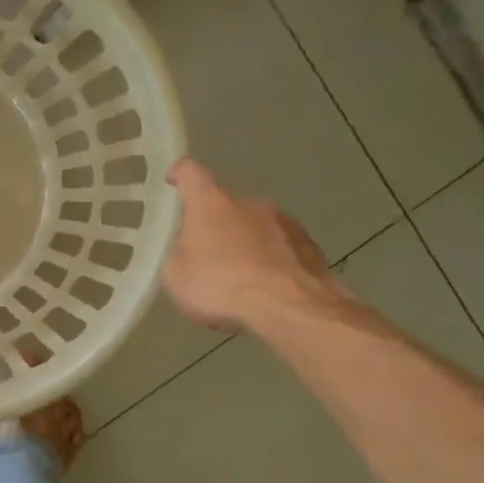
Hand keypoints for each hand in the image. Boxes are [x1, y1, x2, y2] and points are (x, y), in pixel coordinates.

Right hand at [163, 159, 342, 331]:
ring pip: (255, 226)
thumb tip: (188, 246)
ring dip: (244, 243)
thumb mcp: (176, 275)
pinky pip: (279, 248)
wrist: (290, 309)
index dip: (181, 175)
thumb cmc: (221, 286)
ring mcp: (285, 222)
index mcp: (211, 204)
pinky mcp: (310, 246)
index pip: (192, 173)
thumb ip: (179, 252)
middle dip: (214, 224)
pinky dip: (268, 260)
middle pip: (225, 205)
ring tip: (237, 276)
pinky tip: (263, 286)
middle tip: (204, 253)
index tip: (174, 180)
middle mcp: (250, 203)